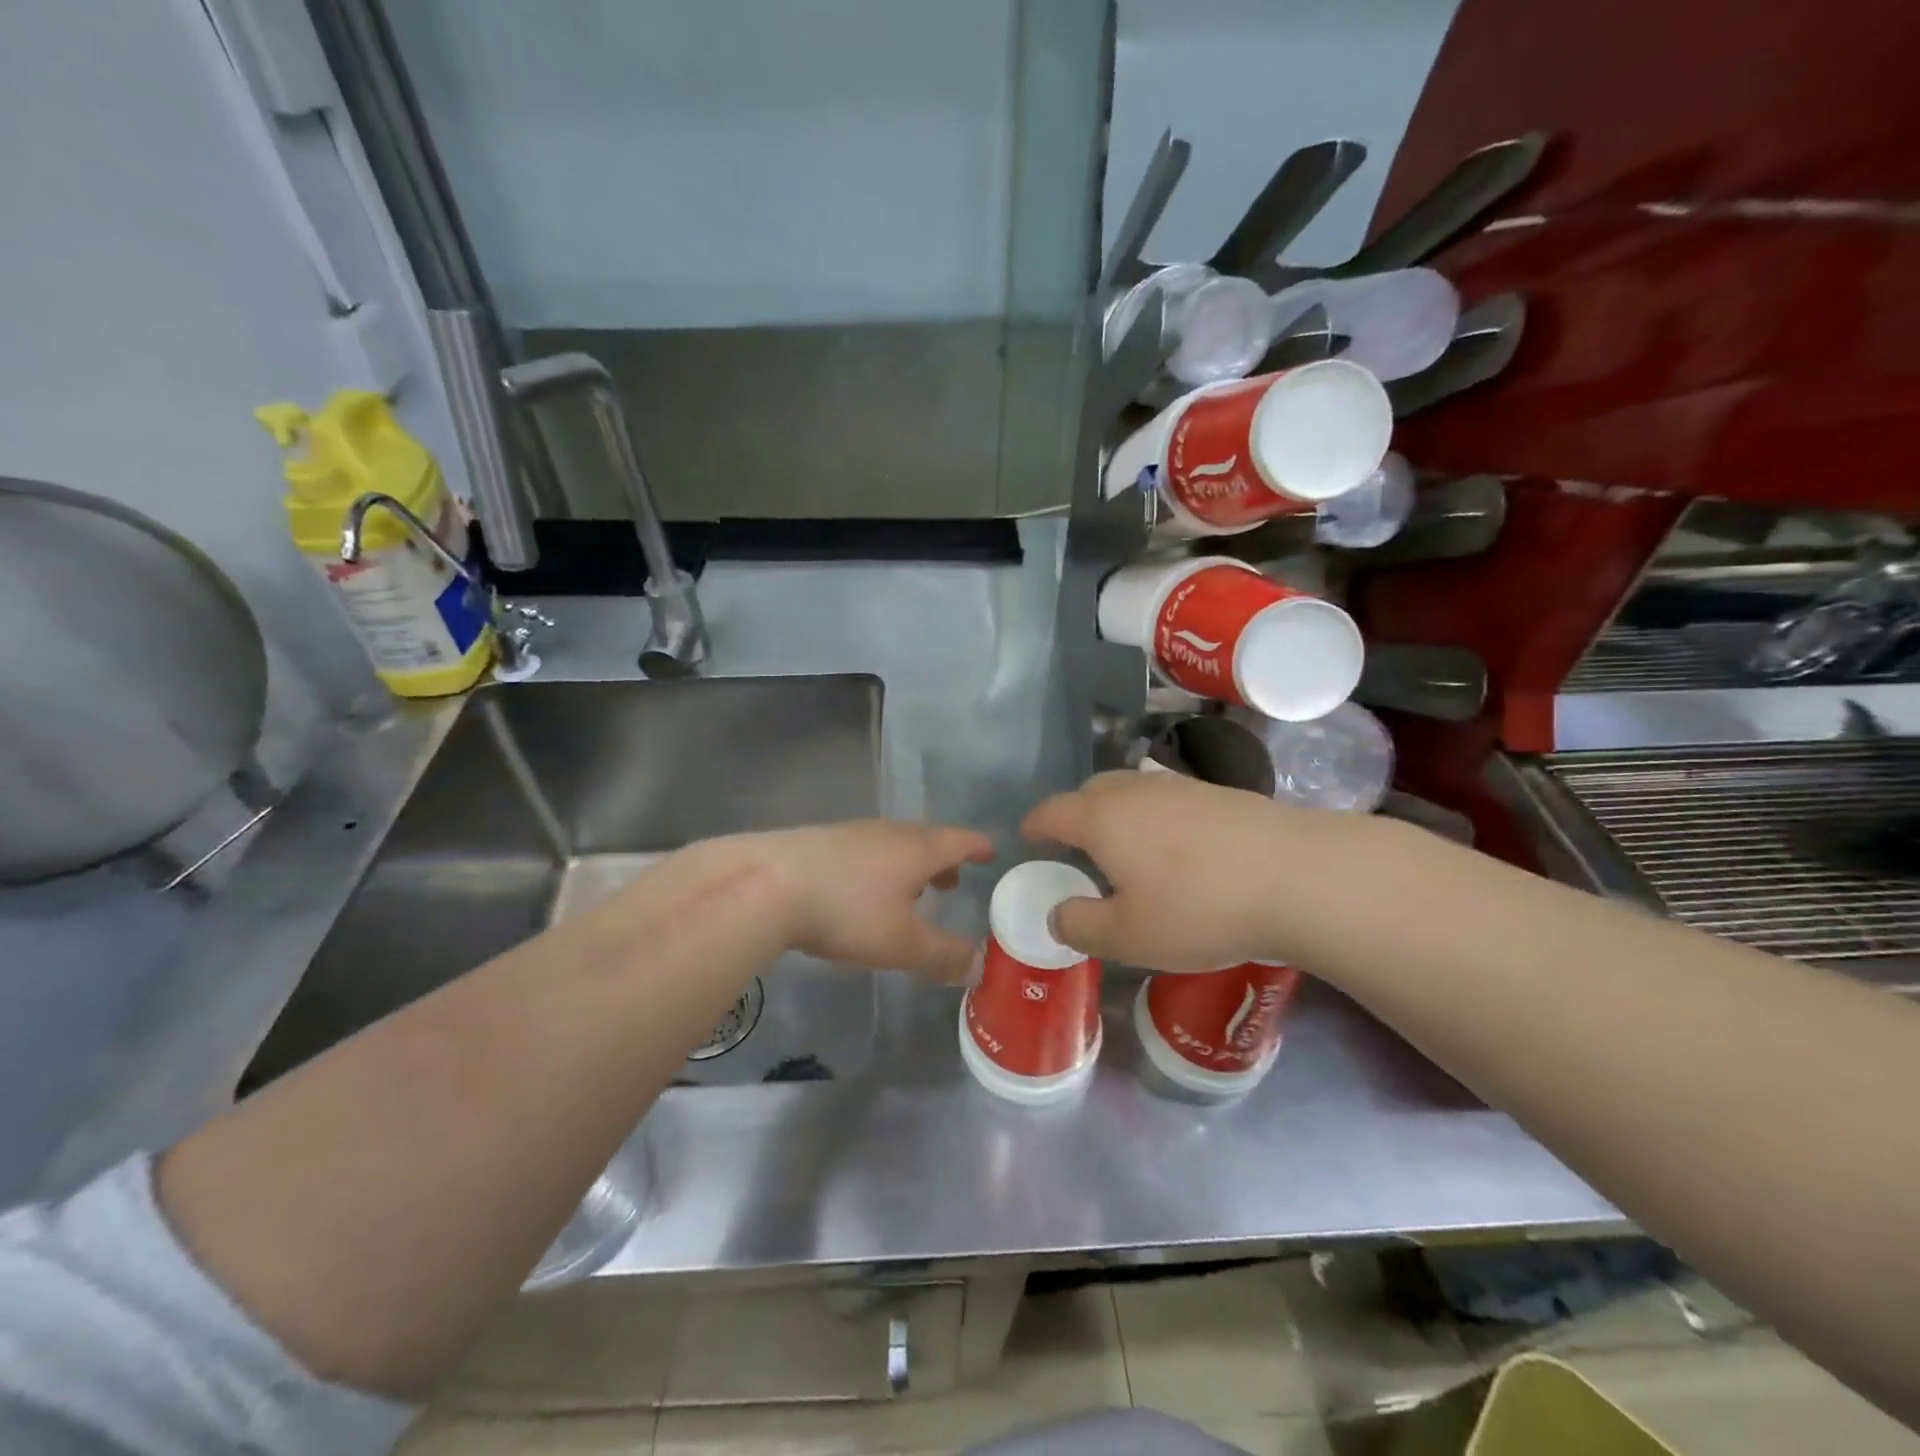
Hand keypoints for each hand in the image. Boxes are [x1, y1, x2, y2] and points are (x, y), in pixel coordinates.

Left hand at [755, 820, 995, 982]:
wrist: (766, 884)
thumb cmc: (847, 911)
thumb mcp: (902, 943)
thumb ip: (943, 955)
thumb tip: (978, 967)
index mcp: (917, 849)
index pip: (960, 840)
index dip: (978, 847)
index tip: (991, 851)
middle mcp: (888, 832)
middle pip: (926, 840)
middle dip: (943, 860)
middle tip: (952, 882)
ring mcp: (851, 833)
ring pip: (892, 845)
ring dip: (908, 865)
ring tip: (909, 890)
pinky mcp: (819, 842)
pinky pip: (863, 851)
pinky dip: (877, 867)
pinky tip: (860, 891)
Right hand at [1021, 771, 1382, 971]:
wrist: (1298, 876)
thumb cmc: (1199, 908)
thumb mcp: (1129, 936)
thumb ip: (1081, 926)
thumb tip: (1058, 915)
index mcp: (1102, 818)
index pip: (1052, 811)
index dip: (1035, 825)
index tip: (1027, 838)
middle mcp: (1135, 791)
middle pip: (1090, 791)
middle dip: (1074, 814)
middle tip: (1077, 848)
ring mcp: (1181, 787)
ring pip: (1132, 791)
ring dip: (1117, 813)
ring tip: (1127, 849)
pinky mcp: (1220, 794)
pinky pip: (1168, 799)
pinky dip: (1156, 817)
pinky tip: (1177, 849)